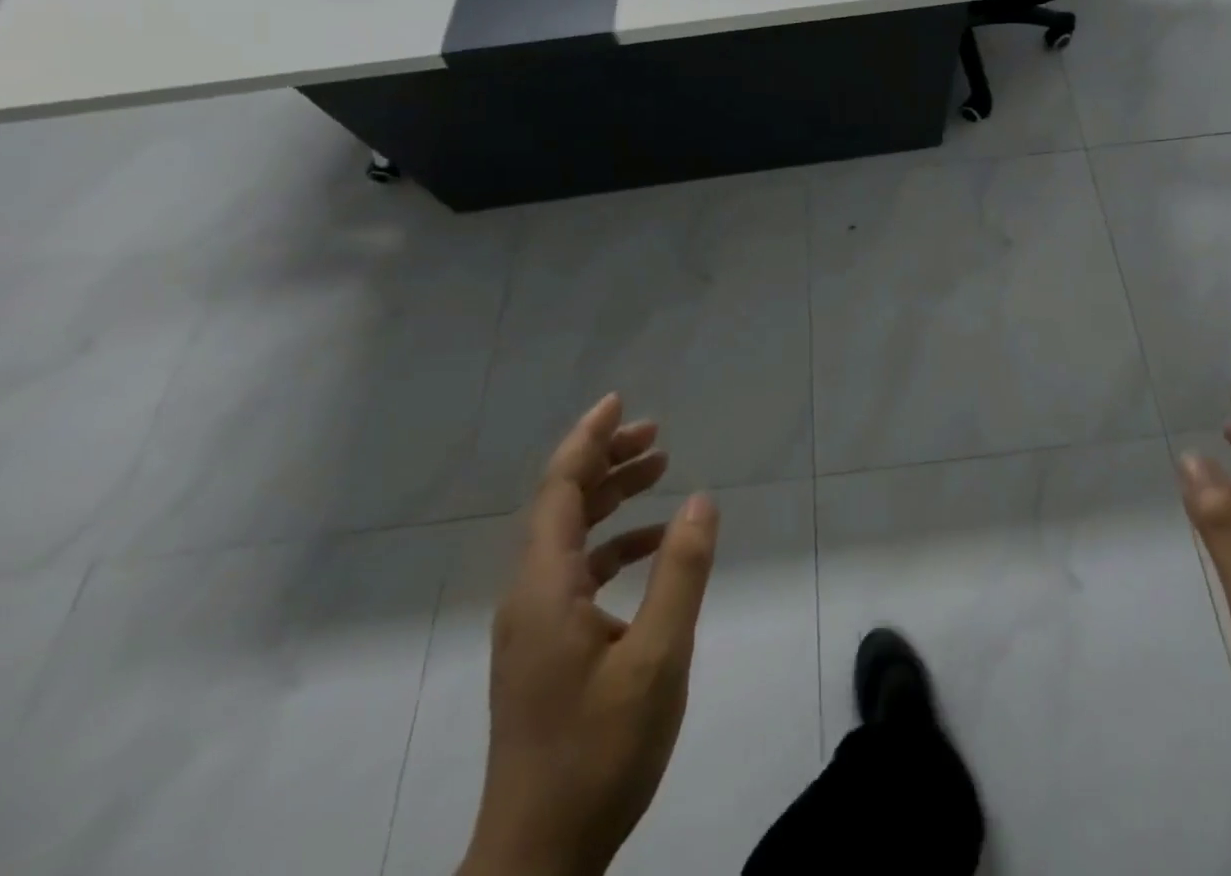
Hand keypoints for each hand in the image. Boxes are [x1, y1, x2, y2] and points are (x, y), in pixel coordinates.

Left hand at [459, 394, 719, 875]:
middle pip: (562, 504)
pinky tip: (650, 548)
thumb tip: (701, 499)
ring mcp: (533, 624)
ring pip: (568, 536)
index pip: (560, 488)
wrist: (538, 860)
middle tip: (656, 434)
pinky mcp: (543, 649)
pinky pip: (575, 572)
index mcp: (545, 587)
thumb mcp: (657, 658)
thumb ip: (681, 573)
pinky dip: (612, 545)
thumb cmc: (598, 752)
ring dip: (610, 498)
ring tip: (659, 471)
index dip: (589, 438)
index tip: (620, 401)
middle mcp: (529, 595)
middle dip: (606, 460)